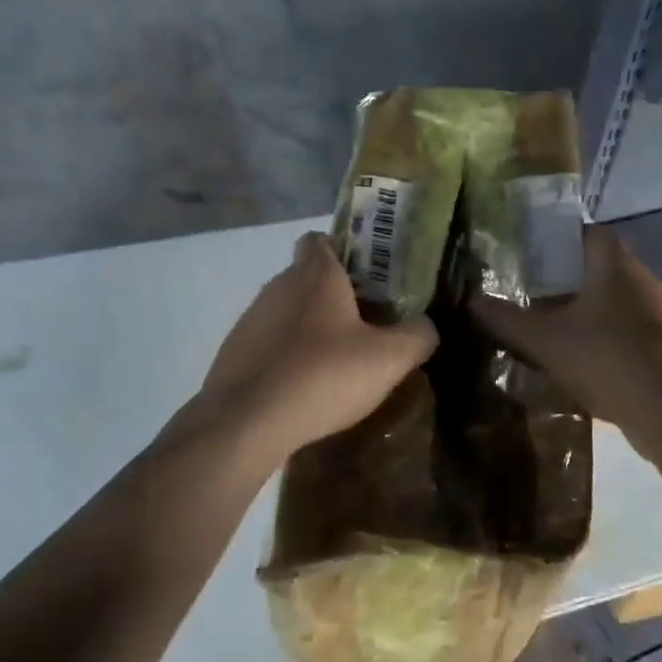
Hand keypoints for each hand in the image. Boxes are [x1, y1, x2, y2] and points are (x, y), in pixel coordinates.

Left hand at [192, 232, 437, 460]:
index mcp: (316, 275)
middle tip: (367, 327)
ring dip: (311, 328)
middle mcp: (278, 286)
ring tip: (337, 363)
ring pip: (289, 312)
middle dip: (336, 296)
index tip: (369, 278)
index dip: (345, 251)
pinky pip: (270, 343)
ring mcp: (252, 318)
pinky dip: (287, 356)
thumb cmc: (322, 376)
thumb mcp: (389, 359)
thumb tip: (426, 326)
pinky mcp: (235, 351)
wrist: (246, 422)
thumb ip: (418, 336)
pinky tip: (304, 387)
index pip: (322, 239)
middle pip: (309, 277)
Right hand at [472, 226, 661, 455]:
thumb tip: (470, 301)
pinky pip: (628, 333)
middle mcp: (643, 282)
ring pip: (616, 304)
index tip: (533, 252)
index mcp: (615, 266)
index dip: (562, 237)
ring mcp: (660, 317)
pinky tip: (581, 363)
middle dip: (568, 279)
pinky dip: (604, 340)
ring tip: (551, 330)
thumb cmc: (606, 357)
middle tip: (531, 293)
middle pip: (602, 269)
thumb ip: (506, 320)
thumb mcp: (544, 339)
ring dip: (587, 313)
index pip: (591, 233)